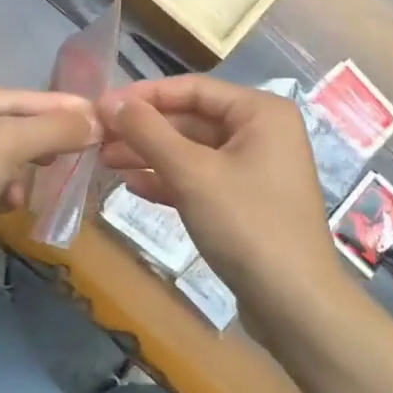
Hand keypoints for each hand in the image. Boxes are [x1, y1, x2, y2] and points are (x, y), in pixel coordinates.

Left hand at [0, 83, 99, 305]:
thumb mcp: (1, 147)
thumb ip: (51, 129)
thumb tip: (97, 119)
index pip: (13, 98)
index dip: (57, 107)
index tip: (99, 114)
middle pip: (8, 127)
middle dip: (39, 143)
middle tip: (78, 152)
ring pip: (2, 158)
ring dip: (20, 173)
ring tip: (24, 190)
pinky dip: (3, 192)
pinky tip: (8, 206)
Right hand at [98, 75, 344, 324]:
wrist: (295, 304)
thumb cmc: (246, 224)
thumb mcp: (191, 173)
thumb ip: (148, 132)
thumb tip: (108, 99)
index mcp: (260, 112)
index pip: (192, 88)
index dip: (144, 95)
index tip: (101, 106)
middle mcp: (261, 132)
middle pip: (191, 119)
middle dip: (144, 129)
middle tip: (97, 138)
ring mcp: (254, 169)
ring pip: (192, 151)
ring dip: (150, 155)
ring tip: (105, 161)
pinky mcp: (245, 202)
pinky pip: (201, 179)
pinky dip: (169, 181)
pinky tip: (133, 186)